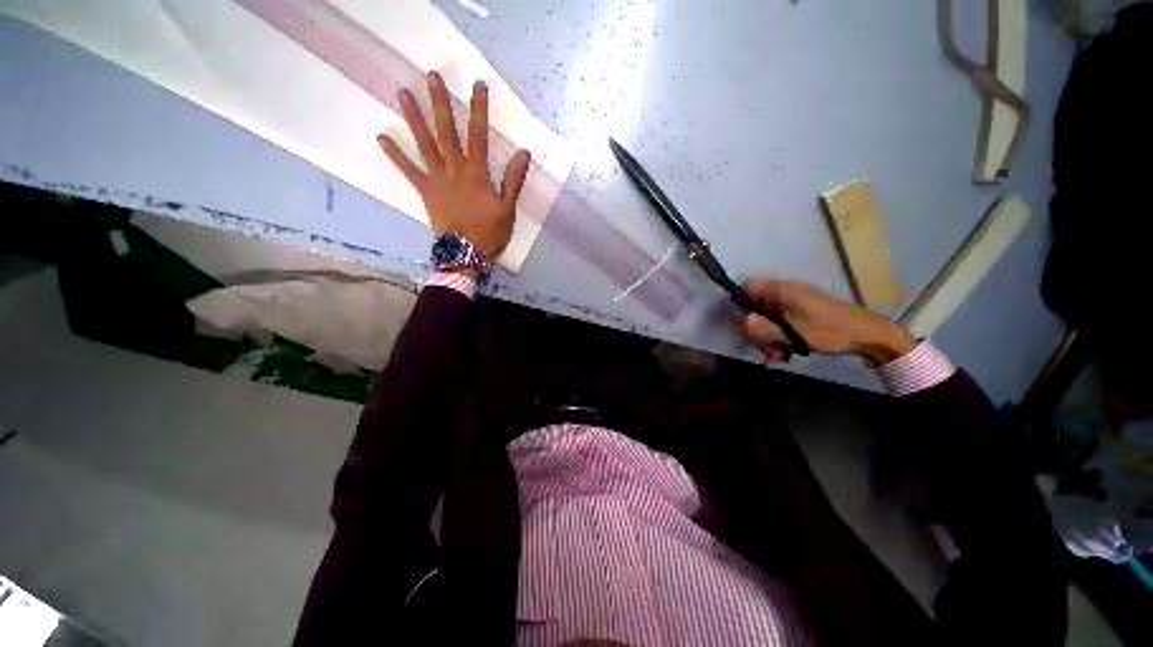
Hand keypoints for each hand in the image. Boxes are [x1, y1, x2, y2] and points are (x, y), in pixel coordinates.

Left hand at [377, 72, 531, 259]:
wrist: (466, 253)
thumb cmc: (490, 232)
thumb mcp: (508, 209)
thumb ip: (513, 180)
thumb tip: (523, 152)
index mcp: (477, 174)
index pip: (479, 135)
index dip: (479, 109)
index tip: (478, 86)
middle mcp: (455, 170)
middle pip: (447, 132)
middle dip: (441, 103)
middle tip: (432, 76)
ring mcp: (437, 179)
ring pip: (425, 144)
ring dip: (415, 119)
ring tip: (403, 93)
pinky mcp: (425, 191)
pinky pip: (408, 171)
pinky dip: (395, 155)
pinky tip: (382, 138)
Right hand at [739, 278, 916, 364]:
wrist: (868, 335)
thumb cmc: (830, 331)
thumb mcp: (793, 333)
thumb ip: (764, 327)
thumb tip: (741, 322)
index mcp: (781, 290)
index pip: (748, 287)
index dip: (740, 303)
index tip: (743, 324)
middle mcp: (784, 293)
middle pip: (755, 307)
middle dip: (755, 329)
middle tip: (763, 349)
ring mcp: (793, 303)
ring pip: (766, 317)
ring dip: (767, 338)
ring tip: (776, 356)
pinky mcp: (801, 313)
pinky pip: (779, 322)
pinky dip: (778, 337)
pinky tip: (784, 353)